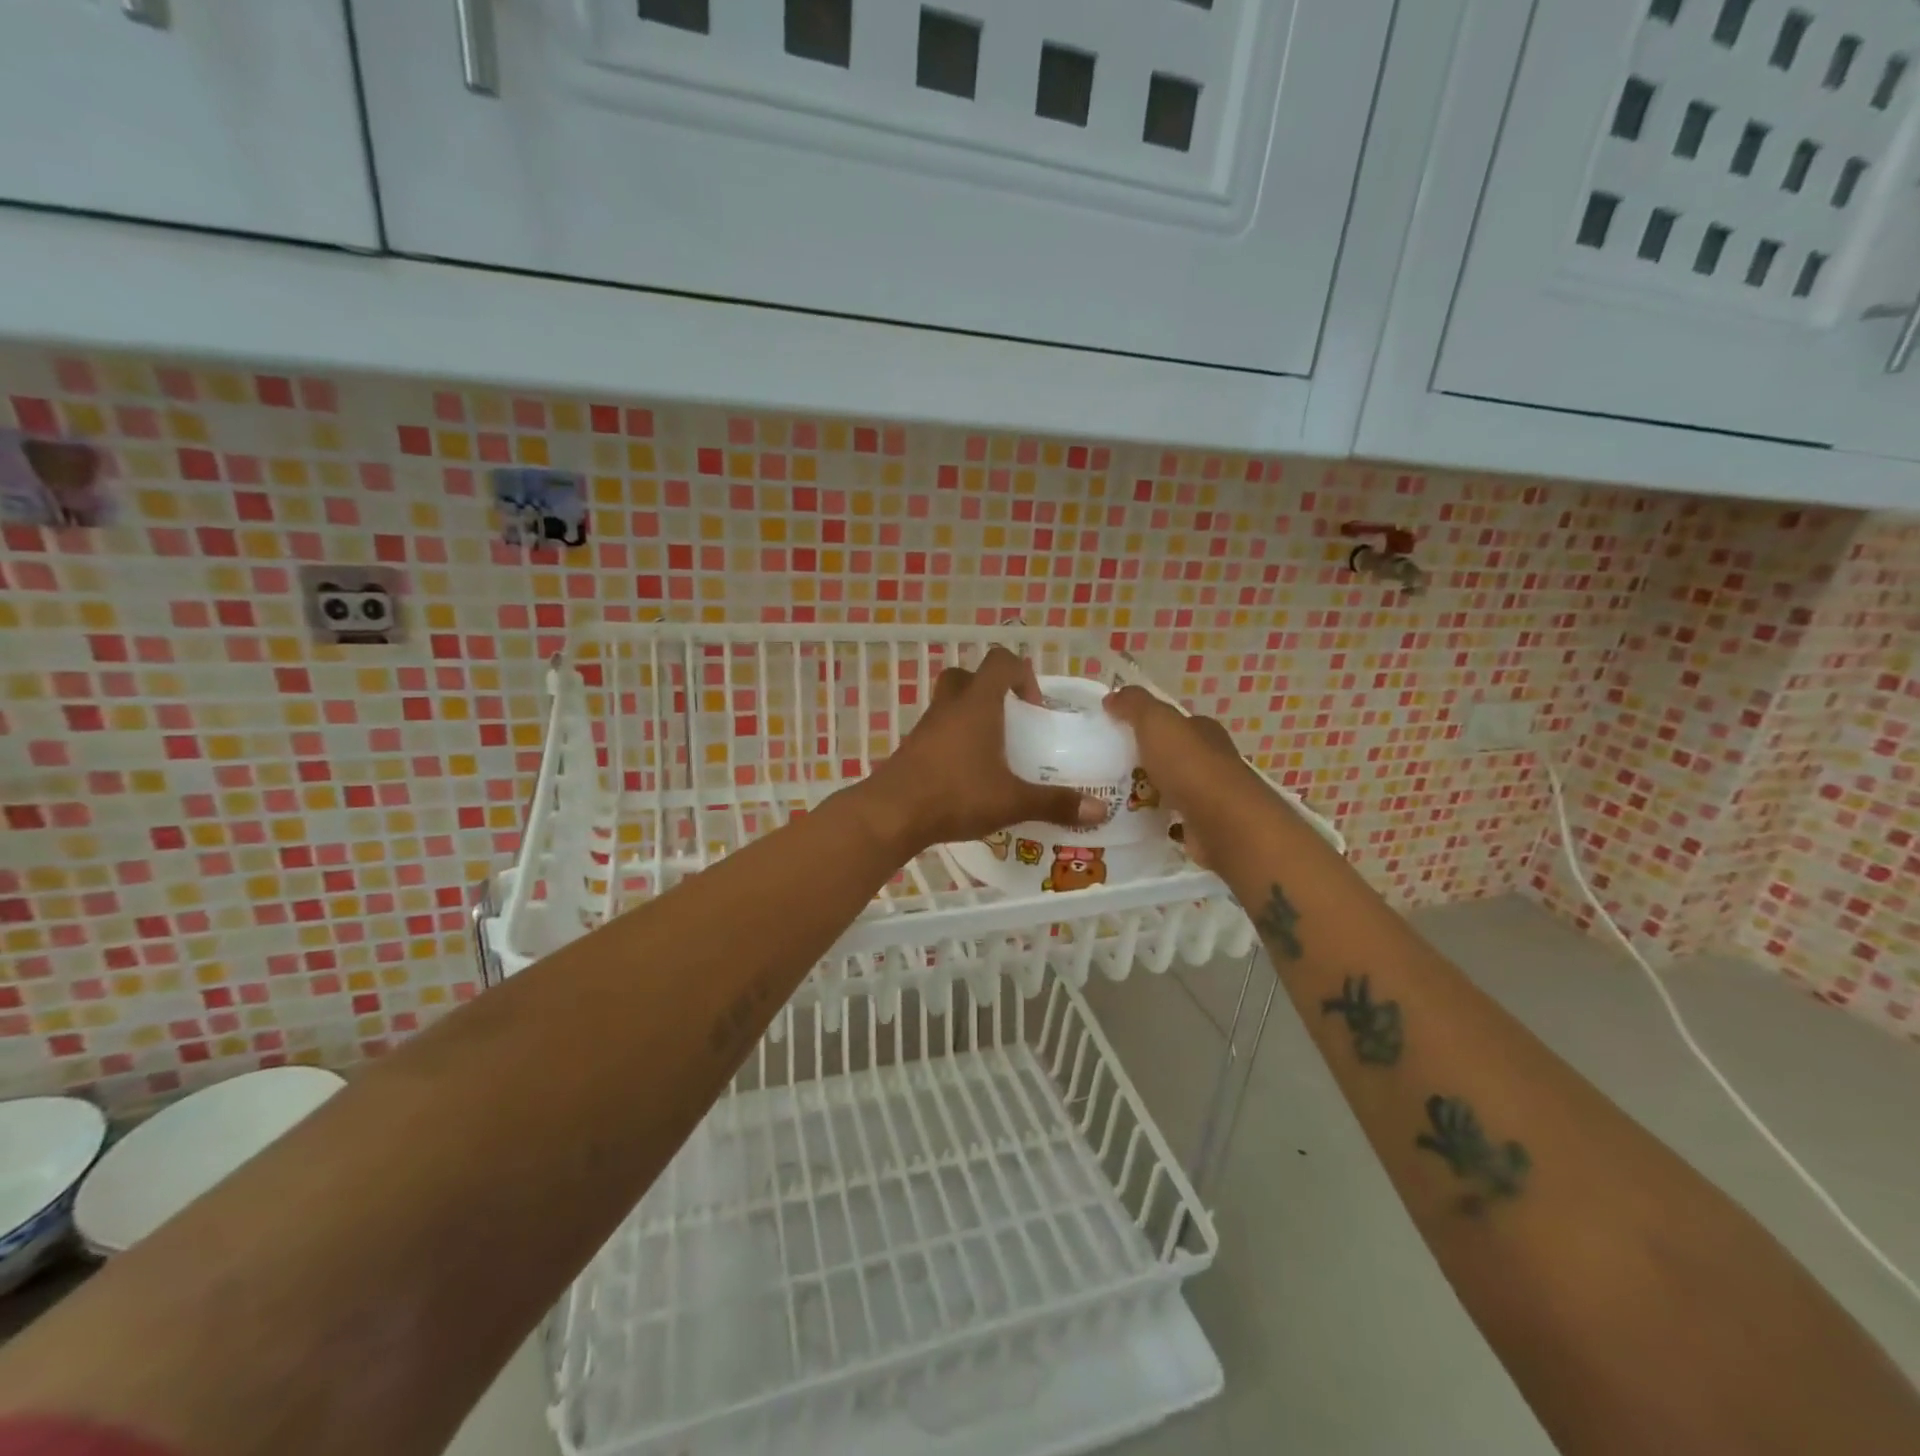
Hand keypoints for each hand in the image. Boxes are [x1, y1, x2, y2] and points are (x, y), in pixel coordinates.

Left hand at [860, 648, 1108, 855]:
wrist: (892, 814)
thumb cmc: (956, 795)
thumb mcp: (1012, 801)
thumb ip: (1055, 803)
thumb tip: (1099, 810)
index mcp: (977, 704)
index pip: (1001, 662)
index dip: (1022, 675)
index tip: (1034, 708)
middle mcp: (950, 706)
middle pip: (968, 676)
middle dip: (992, 691)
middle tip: (1010, 722)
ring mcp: (926, 726)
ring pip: (949, 703)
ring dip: (970, 716)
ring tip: (991, 751)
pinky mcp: (911, 748)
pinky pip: (937, 730)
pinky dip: (953, 741)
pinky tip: (966, 774)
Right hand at [1102, 686, 1259, 867]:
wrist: (1223, 823)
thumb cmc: (1189, 766)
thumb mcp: (1156, 722)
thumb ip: (1134, 705)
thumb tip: (1112, 697)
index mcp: (1203, 731)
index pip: (1176, 722)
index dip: (1149, 724)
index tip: (1118, 732)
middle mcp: (1211, 759)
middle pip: (1174, 755)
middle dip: (1147, 759)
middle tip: (1109, 767)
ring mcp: (1209, 795)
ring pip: (1173, 787)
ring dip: (1150, 790)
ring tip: (1114, 796)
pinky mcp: (1204, 826)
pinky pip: (1174, 818)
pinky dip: (1158, 818)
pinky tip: (1135, 822)